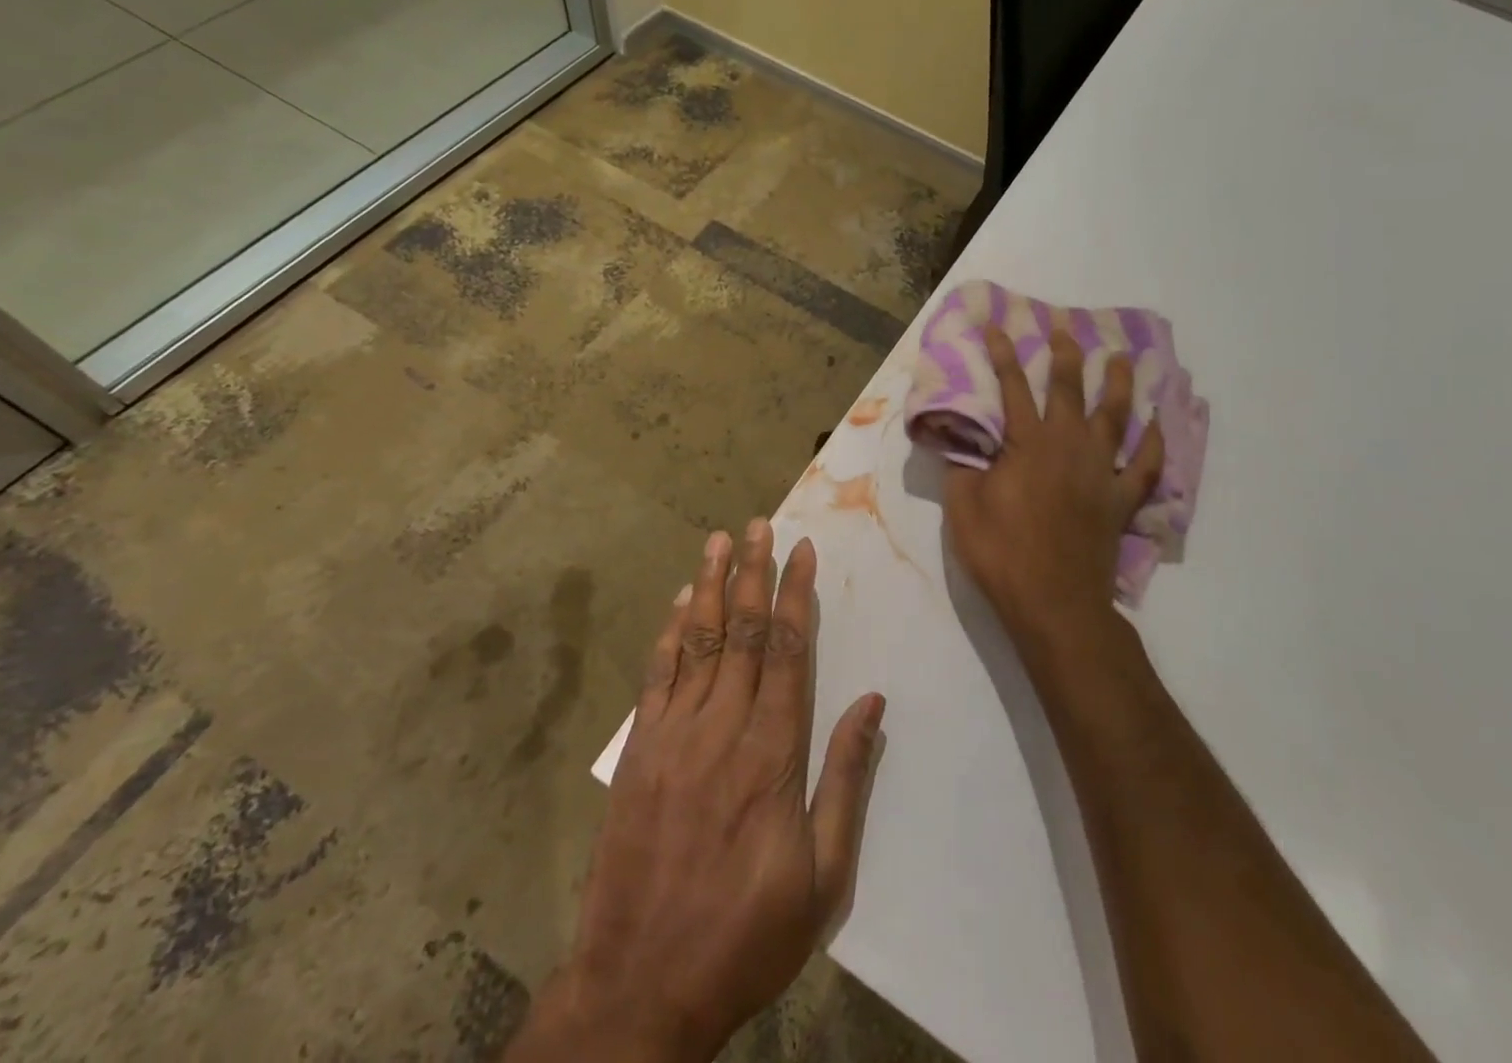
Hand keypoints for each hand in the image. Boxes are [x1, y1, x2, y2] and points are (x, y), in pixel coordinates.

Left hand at [512, 520, 885, 1062]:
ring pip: (697, 641)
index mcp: (772, 753)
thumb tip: (872, 702)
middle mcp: (722, 728)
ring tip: (718, 540)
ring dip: (708, 585)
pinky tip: (678, 602)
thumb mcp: (823, 877)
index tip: (802, 551)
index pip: (787, 650)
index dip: (795, 594)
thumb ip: (847, 779)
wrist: (641, 986)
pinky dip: (669, 633)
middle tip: (759, 524)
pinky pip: (657, 676)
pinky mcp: (639, 752)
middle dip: (752, 572)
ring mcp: (673, 736)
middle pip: (740, 630)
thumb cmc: (746, 933)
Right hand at [943, 326, 1164, 650]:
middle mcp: (1068, 447)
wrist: (1054, 603)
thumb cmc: (1002, 553)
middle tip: (1066, 330)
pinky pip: (1145, 466)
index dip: (1003, 354)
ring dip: (1118, 384)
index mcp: (1027, 444)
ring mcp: (1101, 473)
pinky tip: (1156, 425)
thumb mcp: (963, 508)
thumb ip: (962, 466)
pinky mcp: (1121, 501)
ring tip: (1122, 359)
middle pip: (1070, 390)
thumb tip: (959, 437)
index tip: (997, 327)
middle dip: (1066, 356)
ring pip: (1114, 417)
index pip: (1012, 387)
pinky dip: (1153, 444)